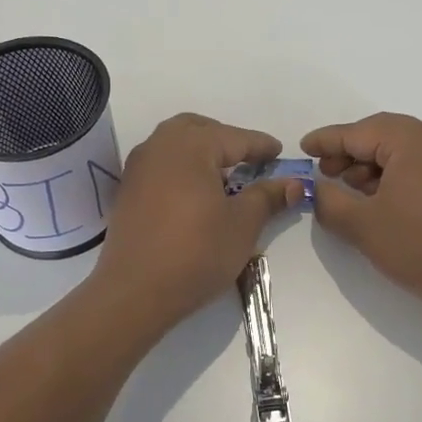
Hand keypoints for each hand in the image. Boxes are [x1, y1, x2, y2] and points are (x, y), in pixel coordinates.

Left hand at [92, 113, 303, 326]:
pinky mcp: (128, 190)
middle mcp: (160, 145)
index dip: (261, 147)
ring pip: (175, 144)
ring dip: (201, 152)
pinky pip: (160, 164)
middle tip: (249, 161)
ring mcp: (138, 167)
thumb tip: (293, 183)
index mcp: (191, 145)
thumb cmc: (196, 252)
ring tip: (224, 177)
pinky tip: (195, 194)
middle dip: (226, 140)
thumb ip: (267, 197)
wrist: (134, 292)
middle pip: (199, 129)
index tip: (280, 153)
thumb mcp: (242, 224)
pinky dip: (181, 168)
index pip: (235, 138)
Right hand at [302, 113, 421, 319]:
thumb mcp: (362, 225)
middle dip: (349, 151)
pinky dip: (393, 176)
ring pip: (401, 151)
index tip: (303, 148)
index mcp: (412, 141)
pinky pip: (419, 166)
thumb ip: (329, 201)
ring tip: (349, 190)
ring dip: (371, 165)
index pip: (358, 132)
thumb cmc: (419, 246)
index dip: (327, 141)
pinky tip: (378, 201)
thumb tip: (314, 189)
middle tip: (324, 172)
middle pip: (382, 134)